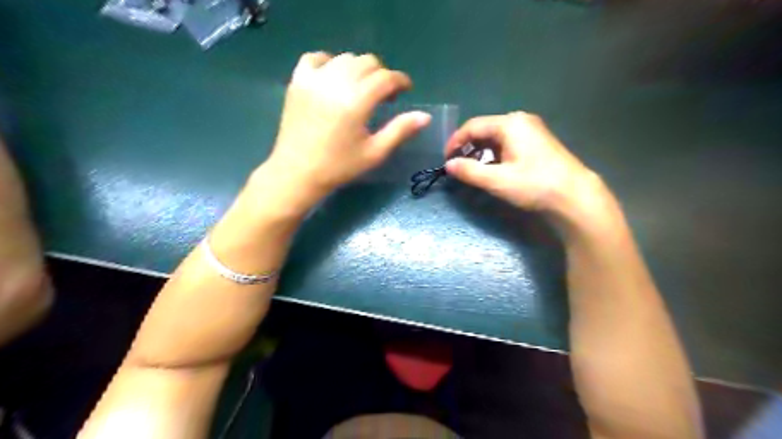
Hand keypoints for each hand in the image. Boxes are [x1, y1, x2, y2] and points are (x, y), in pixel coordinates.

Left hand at [262, 50, 433, 207]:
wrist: (298, 172)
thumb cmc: (339, 166)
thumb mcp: (375, 152)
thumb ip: (400, 130)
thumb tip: (425, 116)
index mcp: (357, 101)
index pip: (386, 78)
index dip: (400, 81)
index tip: (406, 90)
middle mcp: (336, 82)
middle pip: (367, 63)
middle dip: (381, 75)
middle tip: (384, 95)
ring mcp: (314, 79)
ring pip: (345, 59)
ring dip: (359, 69)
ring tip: (361, 89)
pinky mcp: (297, 82)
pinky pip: (316, 58)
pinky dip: (329, 62)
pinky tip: (333, 78)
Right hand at [446, 112, 616, 229]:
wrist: (575, 196)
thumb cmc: (534, 185)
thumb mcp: (497, 180)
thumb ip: (470, 171)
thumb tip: (448, 165)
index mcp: (510, 124)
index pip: (473, 126)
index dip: (455, 142)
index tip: (446, 160)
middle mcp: (520, 121)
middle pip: (485, 130)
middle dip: (468, 147)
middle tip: (458, 166)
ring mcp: (531, 130)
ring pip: (496, 137)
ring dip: (481, 152)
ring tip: (473, 170)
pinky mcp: (537, 142)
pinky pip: (508, 143)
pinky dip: (495, 154)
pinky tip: (493, 169)